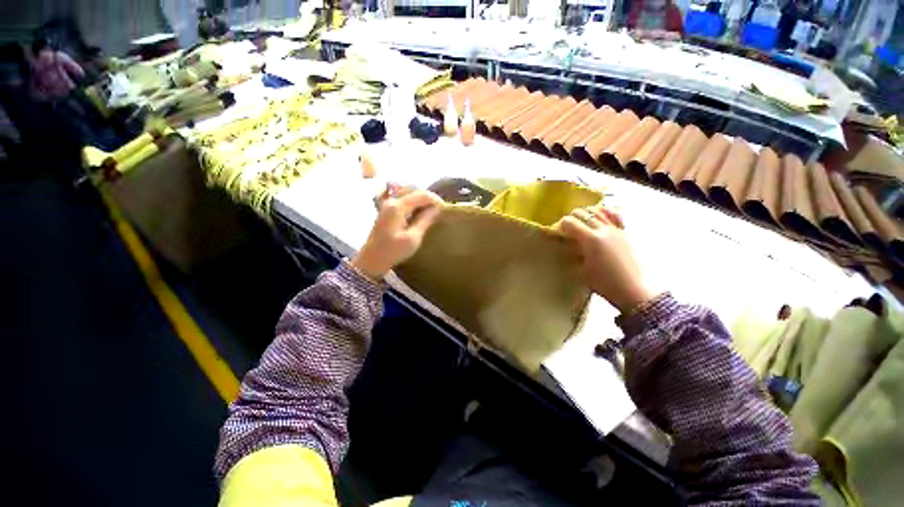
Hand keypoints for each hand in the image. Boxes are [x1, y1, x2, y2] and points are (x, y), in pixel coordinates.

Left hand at [351, 185, 442, 279]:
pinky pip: (403, 199)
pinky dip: (413, 202)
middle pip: (414, 190)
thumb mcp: (413, 238)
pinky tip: (418, 211)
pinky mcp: (386, 210)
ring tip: (430, 211)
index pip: (422, 195)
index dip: (435, 200)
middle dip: (429, 198)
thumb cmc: (393, 251)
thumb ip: (425, 221)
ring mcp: (387, 204)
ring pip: (409, 193)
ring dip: (421, 199)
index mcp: (398, 206)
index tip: (445, 210)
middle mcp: (392, 200)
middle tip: (439, 210)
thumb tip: (437, 209)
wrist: (371, 260)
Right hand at [556, 205, 657, 313]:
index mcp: (590, 239)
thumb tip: (564, 246)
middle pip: (581, 213)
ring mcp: (614, 229)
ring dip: (585, 215)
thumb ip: (570, 255)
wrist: (631, 288)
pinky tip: (599, 218)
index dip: (560, 226)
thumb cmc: (603, 283)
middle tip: (567, 231)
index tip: (558, 234)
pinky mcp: (622, 232)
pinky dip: (603, 212)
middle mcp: (602, 230)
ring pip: (595, 211)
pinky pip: (612, 214)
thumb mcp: (580, 271)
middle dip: (570, 219)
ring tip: (581, 225)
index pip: (569, 222)